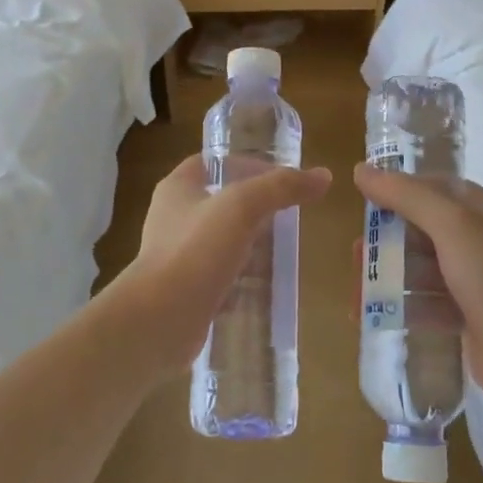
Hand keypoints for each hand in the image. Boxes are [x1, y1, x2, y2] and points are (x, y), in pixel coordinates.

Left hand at [108, 155, 331, 377]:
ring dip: (250, 245)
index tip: (279, 175)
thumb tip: (323, 176)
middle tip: (289, 214)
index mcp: (177, 188)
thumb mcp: (242, 206)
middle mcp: (173, 217)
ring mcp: (177, 256)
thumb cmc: (195, 250)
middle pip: (220, 201)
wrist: (159, 320)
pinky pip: (220, 277)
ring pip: (222, 241)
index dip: (245, 163)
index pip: (212, 161)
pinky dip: (243, 279)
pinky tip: (267, 285)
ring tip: (285, 249)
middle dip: (254, 207)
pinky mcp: (186, 290)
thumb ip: (281, 187)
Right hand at [354, 165, 482, 407]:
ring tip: (356, 292)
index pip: (433, 188)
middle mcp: (478, 240)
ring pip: (420, 268)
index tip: (363, 201)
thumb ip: (406, 195)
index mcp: (481, 210)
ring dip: (387, 276)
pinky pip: (425, 303)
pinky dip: (400, 306)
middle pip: (421, 230)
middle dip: (386, 240)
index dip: (398, 191)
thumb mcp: (451, 223)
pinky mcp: (465, 315)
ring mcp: (472, 280)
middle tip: (356, 255)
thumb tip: (361, 170)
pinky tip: (371, 315)